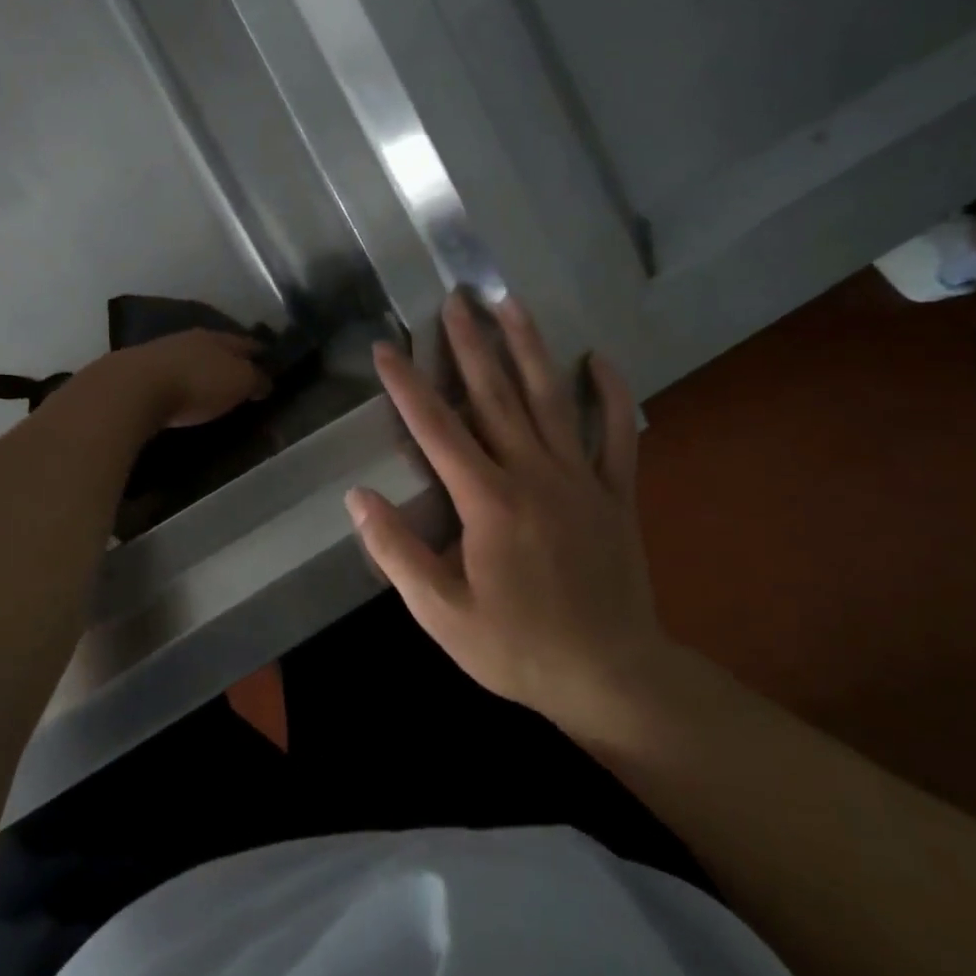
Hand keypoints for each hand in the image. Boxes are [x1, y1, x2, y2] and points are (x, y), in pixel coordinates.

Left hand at [103, 329, 271, 430]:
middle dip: (230, 359)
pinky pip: (170, 374)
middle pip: (218, 347)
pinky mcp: (139, 371)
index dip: (261, 353)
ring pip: (191, 358)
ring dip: (203, 369)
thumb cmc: (196, 384)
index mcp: (219, 338)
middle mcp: (191, 338)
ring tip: (212, 385)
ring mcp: (162, 352)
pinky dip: (180, 381)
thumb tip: (266, 381)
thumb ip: (255, 380)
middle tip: (242, 375)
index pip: (248, 344)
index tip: (271, 363)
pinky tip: (181, 392)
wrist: (133, 389)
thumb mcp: (238, 383)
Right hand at [345, 292, 664, 730]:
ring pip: (552, 399)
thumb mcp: (440, 613)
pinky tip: (598, 359)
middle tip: (456, 298)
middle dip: (470, 344)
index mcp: (487, 502)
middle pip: (495, 396)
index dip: (407, 385)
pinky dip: (610, 394)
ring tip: (512, 304)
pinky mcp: (617, 494)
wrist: (612, 677)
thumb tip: (358, 497)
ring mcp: (581, 479)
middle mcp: (533, 475)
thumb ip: (397, 551)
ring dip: (530, 347)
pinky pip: (617, 434)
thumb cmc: (517, 648)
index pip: (437, 429)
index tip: (386, 347)